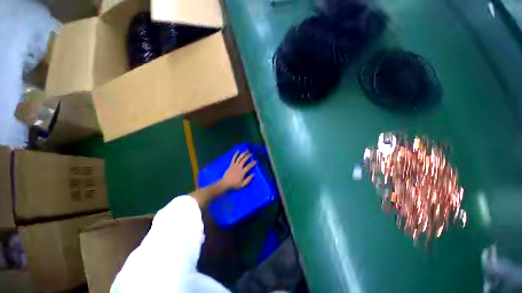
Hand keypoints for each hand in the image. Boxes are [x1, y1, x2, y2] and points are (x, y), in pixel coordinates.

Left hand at [221, 151, 255, 189]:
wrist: (225, 183)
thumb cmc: (234, 184)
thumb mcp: (243, 184)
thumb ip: (248, 179)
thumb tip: (254, 174)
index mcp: (242, 172)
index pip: (249, 166)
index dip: (253, 163)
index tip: (256, 161)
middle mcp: (239, 167)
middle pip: (244, 160)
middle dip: (248, 156)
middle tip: (251, 154)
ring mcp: (234, 165)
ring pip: (239, 158)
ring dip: (243, 154)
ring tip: (247, 151)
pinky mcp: (231, 164)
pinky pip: (233, 158)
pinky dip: (235, 154)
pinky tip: (238, 151)